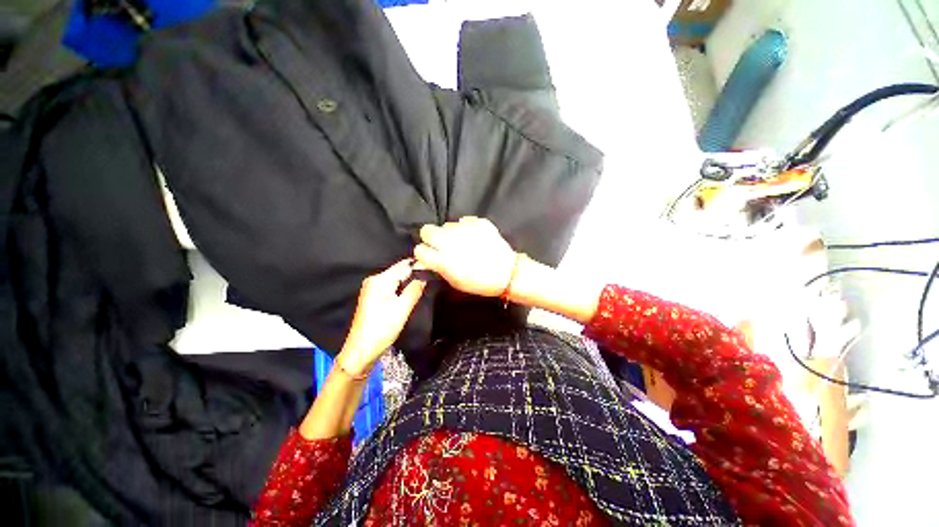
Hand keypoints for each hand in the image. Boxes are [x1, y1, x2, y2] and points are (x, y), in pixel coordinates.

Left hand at [338, 260, 426, 376]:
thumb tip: (425, 275)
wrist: (361, 351)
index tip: (435, 268)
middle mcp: (374, 279)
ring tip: (425, 285)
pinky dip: (402, 288)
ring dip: (409, 281)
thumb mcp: (402, 309)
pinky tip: (411, 293)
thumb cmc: (382, 329)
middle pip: (399, 270)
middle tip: (433, 278)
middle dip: (415, 274)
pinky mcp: (373, 296)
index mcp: (380, 280)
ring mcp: (372, 288)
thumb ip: (414, 290)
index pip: (404, 265)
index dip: (420, 265)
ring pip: (396, 278)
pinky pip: (391, 286)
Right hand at [414, 217, 516, 296]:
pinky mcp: (478, 222)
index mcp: (444, 260)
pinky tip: (473, 237)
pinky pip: (464, 221)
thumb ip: (438, 268)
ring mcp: (465, 230)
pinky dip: (466, 228)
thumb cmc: (480, 283)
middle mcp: (451, 242)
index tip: (429, 256)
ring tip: (462, 242)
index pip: (420, 250)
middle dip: (431, 237)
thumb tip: (426, 260)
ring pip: (446, 225)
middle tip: (441, 245)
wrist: (508, 273)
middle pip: (427, 230)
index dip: (423, 253)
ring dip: (450, 233)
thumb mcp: (455, 282)